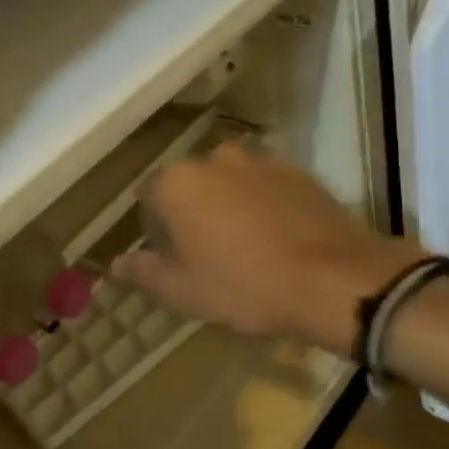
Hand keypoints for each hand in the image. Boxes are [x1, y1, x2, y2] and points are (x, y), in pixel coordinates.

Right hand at [112, 140, 426, 357]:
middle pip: (188, 186)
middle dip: (192, 214)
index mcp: (176, 182)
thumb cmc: (244, 286)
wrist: (333, 278)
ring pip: (227, 183)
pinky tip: (277, 237)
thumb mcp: (183, 291)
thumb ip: (143, 272)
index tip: (176, 262)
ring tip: (247, 246)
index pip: (148, 201)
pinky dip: (261, 204)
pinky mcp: (296, 169)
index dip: (157, 234)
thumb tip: (116, 263)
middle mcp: (213, 157)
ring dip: (227, 206)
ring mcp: (259, 159)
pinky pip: (263, 185)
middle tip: (209, 256)